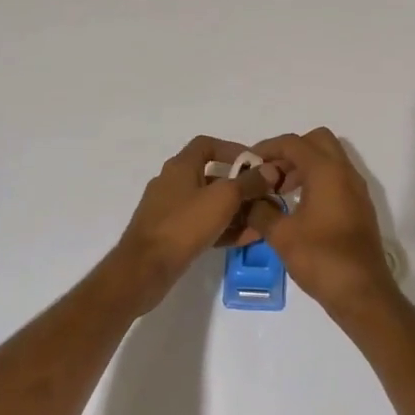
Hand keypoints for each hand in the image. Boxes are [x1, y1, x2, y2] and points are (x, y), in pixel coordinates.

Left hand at [107, 136, 277, 312]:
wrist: (145, 269)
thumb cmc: (184, 225)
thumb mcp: (223, 199)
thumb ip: (248, 183)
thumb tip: (270, 170)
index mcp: (180, 166)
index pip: (207, 145)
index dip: (232, 150)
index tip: (255, 164)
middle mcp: (173, 183)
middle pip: (211, 176)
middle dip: (240, 186)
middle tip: (264, 197)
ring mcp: (170, 210)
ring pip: (209, 204)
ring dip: (236, 210)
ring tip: (261, 221)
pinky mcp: (171, 235)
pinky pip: (203, 225)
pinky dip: (224, 228)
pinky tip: (247, 239)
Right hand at [247, 129, 400, 322]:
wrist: (362, 292)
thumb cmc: (321, 258)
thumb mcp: (281, 235)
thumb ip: (260, 211)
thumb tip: (248, 200)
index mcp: (327, 171)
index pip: (293, 143)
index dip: (267, 148)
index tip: (249, 163)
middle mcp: (345, 172)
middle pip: (316, 141)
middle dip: (290, 152)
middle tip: (270, 174)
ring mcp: (356, 189)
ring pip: (328, 159)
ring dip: (303, 166)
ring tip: (279, 192)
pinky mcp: (359, 206)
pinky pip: (336, 178)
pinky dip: (316, 181)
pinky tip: (298, 207)